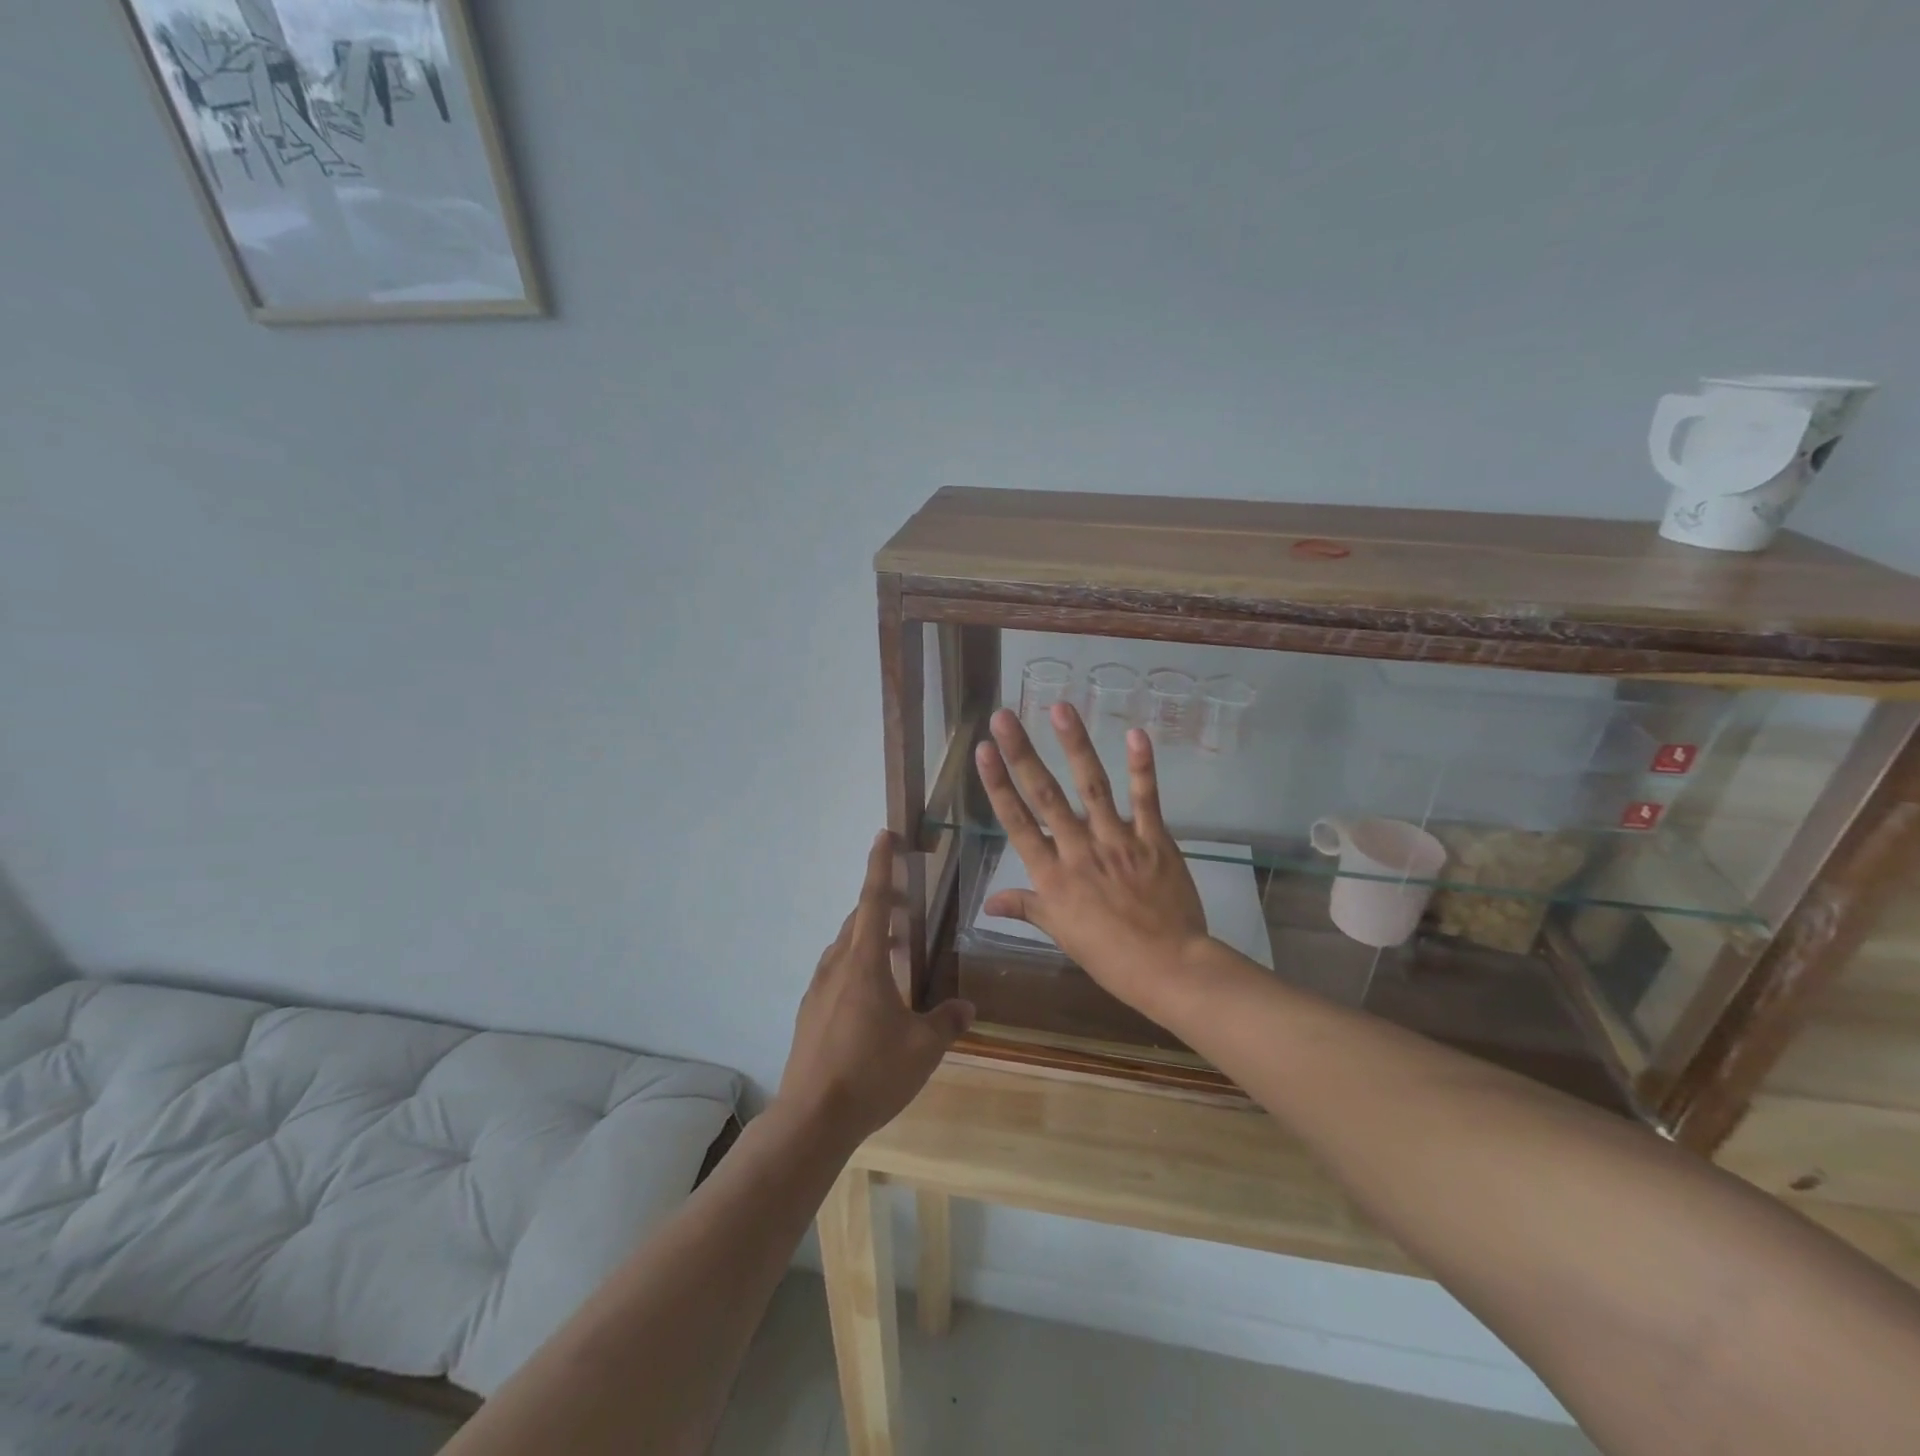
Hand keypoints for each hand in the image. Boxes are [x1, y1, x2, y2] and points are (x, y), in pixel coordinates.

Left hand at [777, 832, 973, 1147]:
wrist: (811, 1118)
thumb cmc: (871, 1073)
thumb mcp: (922, 1049)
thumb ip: (946, 1022)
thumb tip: (965, 1008)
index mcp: (864, 963)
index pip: (874, 901)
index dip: (880, 865)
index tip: (884, 835)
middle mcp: (837, 966)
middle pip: (858, 920)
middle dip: (882, 904)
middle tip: (907, 905)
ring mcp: (818, 990)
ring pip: (844, 947)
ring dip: (869, 937)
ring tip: (896, 950)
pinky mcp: (809, 1013)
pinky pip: (835, 972)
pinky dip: (856, 965)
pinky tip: (872, 995)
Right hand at [974, 704, 1211, 1019]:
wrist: (1168, 968)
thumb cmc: (1109, 956)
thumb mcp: (1061, 934)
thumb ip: (1026, 908)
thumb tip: (986, 902)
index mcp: (1052, 877)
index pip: (1017, 823)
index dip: (998, 785)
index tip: (983, 751)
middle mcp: (1079, 851)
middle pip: (1045, 796)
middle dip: (1022, 753)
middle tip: (1004, 716)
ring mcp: (1117, 842)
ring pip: (1092, 787)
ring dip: (1075, 745)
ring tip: (1059, 708)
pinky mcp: (1153, 840)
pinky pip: (1145, 799)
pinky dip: (1141, 767)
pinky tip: (1135, 734)